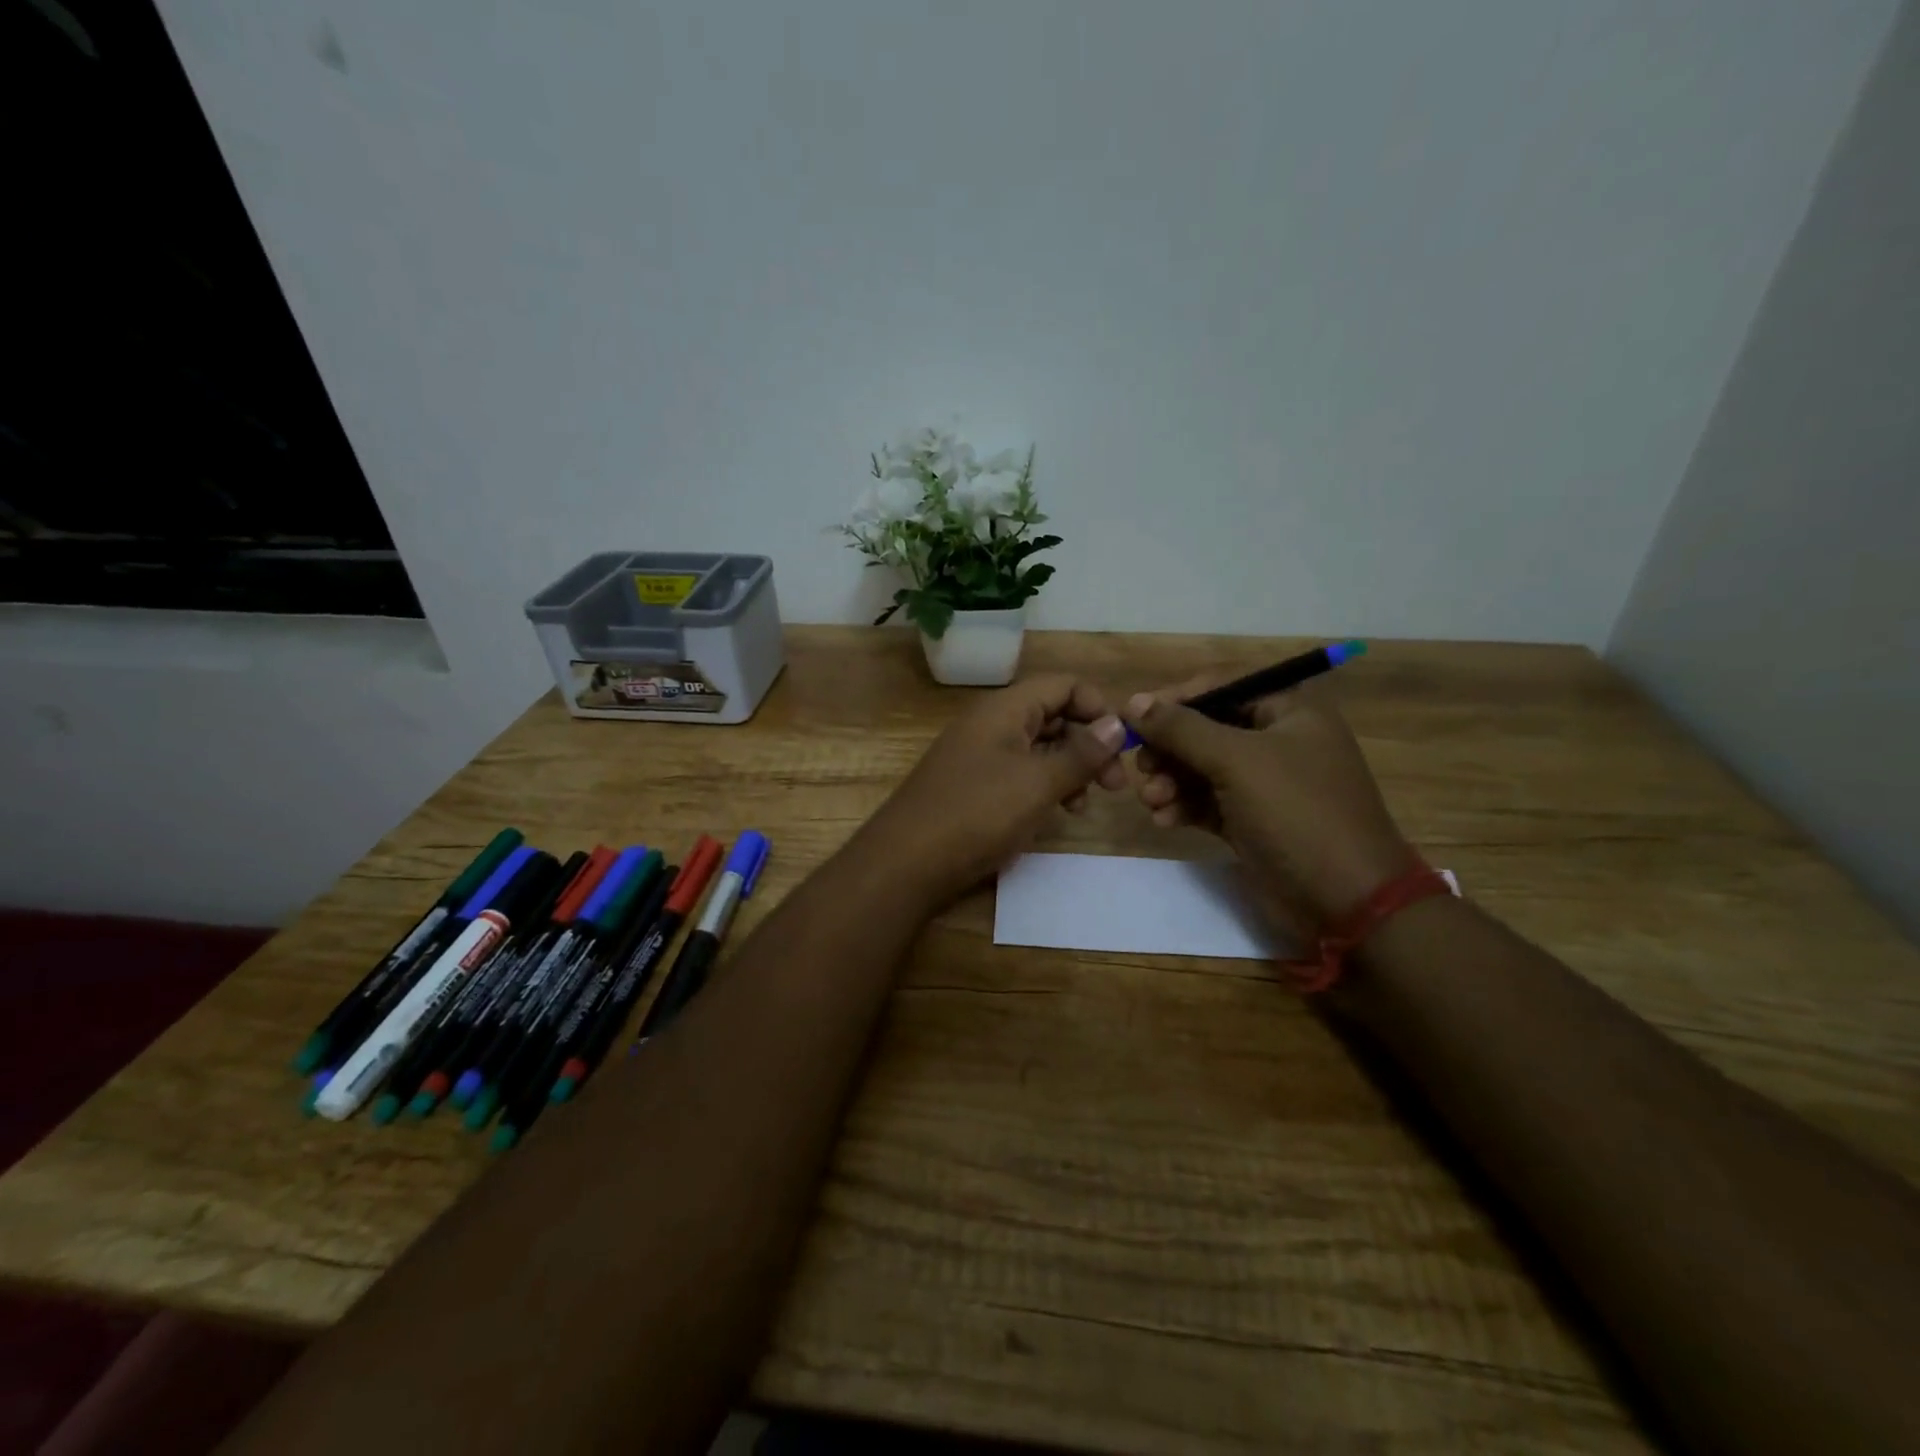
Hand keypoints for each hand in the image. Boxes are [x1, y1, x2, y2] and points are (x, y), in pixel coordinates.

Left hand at [863, 675, 1128, 905]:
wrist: (907, 862)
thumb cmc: (977, 813)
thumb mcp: (1037, 783)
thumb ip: (1081, 753)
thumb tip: (1118, 724)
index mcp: (1004, 709)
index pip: (1063, 685)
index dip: (1098, 707)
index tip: (1123, 745)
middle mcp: (991, 724)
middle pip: (1053, 716)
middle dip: (1089, 744)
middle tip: (1114, 785)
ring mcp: (979, 755)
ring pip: (1038, 748)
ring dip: (1069, 769)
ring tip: (1084, 805)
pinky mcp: (973, 786)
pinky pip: (1019, 774)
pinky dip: (1044, 787)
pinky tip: (1055, 814)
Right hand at [1124, 679, 1415, 929]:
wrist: (1346, 902)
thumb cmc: (1297, 813)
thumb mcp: (1236, 761)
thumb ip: (1181, 728)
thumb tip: (1133, 702)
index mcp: (1290, 709)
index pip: (1220, 686)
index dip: (1174, 700)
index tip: (1132, 719)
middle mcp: (1278, 739)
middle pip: (1206, 729)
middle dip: (1169, 749)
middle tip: (1141, 768)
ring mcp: (1265, 783)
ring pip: (1201, 768)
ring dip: (1171, 781)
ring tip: (1151, 800)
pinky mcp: (1252, 820)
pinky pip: (1207, 801)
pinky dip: (1184, 806)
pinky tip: (1164, 820)